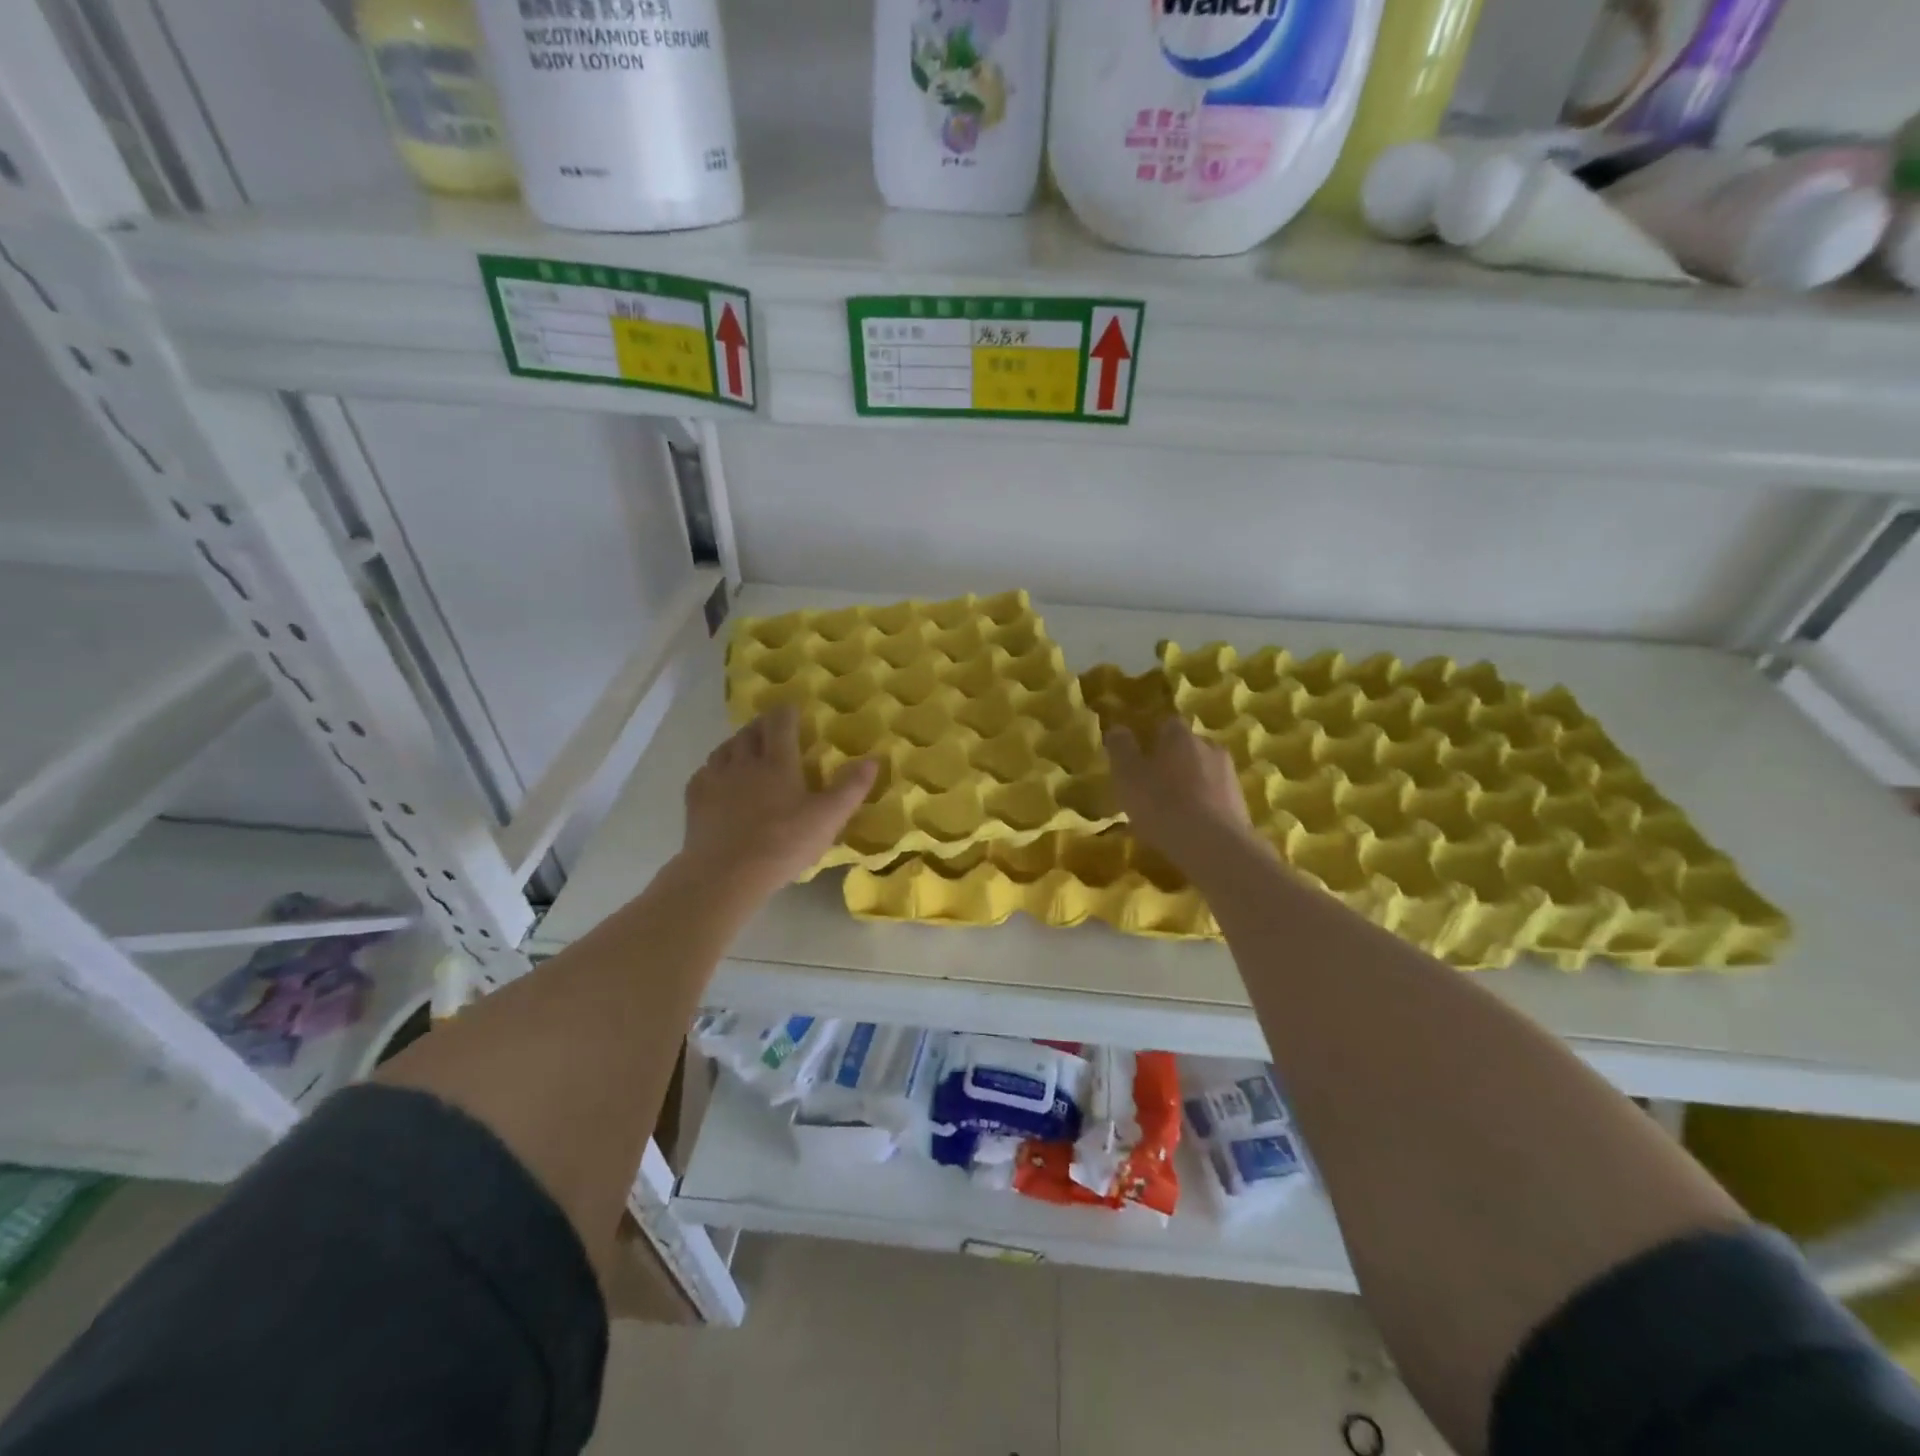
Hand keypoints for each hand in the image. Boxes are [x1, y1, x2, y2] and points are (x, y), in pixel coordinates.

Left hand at [682, 706, 876, 899]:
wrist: (725, 874)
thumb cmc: (783, 844)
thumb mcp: (828, 818)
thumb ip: (851, 788)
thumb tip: (873, 759)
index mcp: (777, 762)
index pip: (780, 723)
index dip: (787, 712)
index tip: (792, 709)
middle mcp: (744, 762)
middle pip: (750, 732)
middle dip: (762, 726)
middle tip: (772, 730)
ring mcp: (715, 779)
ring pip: (725, 749)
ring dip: (737, 744)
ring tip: (746, 750)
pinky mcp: (695, 800)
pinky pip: (704, 772)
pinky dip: (715, 769)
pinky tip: (719, 780)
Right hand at [1106, 718, 1253, 866]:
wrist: (1213, 845)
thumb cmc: (1161, 803)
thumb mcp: (1127, 775)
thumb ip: (1120, 748)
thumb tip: (1117, 729)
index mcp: (1180, 736)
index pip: (1166, 725)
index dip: (1152, 739)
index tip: (1140, 758)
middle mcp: (1209, 747)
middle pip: (1188, 748)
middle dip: (1172, 762)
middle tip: (1153, 786)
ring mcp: (1230, 775)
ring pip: (1204, 773)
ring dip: (1190, 786)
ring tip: (1171, 812)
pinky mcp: (1241, 804)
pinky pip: (1215, 798)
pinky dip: (1203, 807)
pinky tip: (1190, 827)